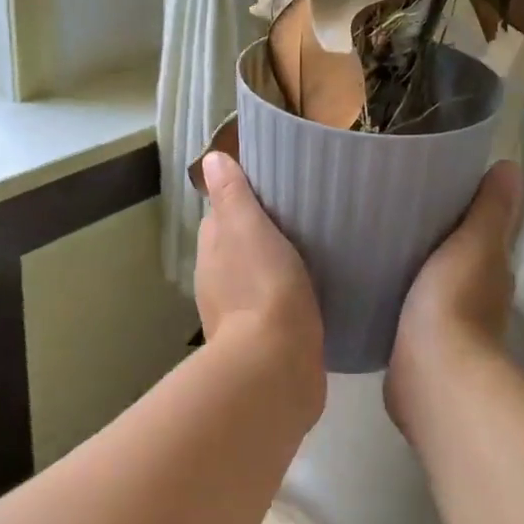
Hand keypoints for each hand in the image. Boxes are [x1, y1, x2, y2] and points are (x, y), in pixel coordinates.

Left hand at [195, 152, 323, 387]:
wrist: (277, 365)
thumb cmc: (262, 286)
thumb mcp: (246, 228)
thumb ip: (231, 194)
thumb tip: (211, 158)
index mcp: (211, 254)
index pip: (220, 217)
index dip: (240, 203)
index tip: (271, 192)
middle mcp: (217, 285)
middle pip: (236, 249)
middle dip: (258, 235)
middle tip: (299, 220)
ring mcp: (239, 318)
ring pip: (254, 280)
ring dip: (272, 268)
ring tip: (311, 254)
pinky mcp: (265, 344)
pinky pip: (274, 309)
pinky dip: (286, 298)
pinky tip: (312, 294)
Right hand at [387, 159, 523, 430]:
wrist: (432, 374)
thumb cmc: (455, 301)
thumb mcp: (475, 243)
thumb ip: (490, 208)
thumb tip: (511, 166)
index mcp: (492, 270)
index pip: (482, 232)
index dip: (464, 211)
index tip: (430, 187)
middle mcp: (476, 299)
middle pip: (455, 258)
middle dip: (433, 238)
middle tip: (394, 209)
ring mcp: (446, 326)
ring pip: (429, 284)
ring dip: (412, 268)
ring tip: (376, 242)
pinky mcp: (416, 346)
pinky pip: (405, 309)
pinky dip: (396, 295)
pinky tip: (371, 284)